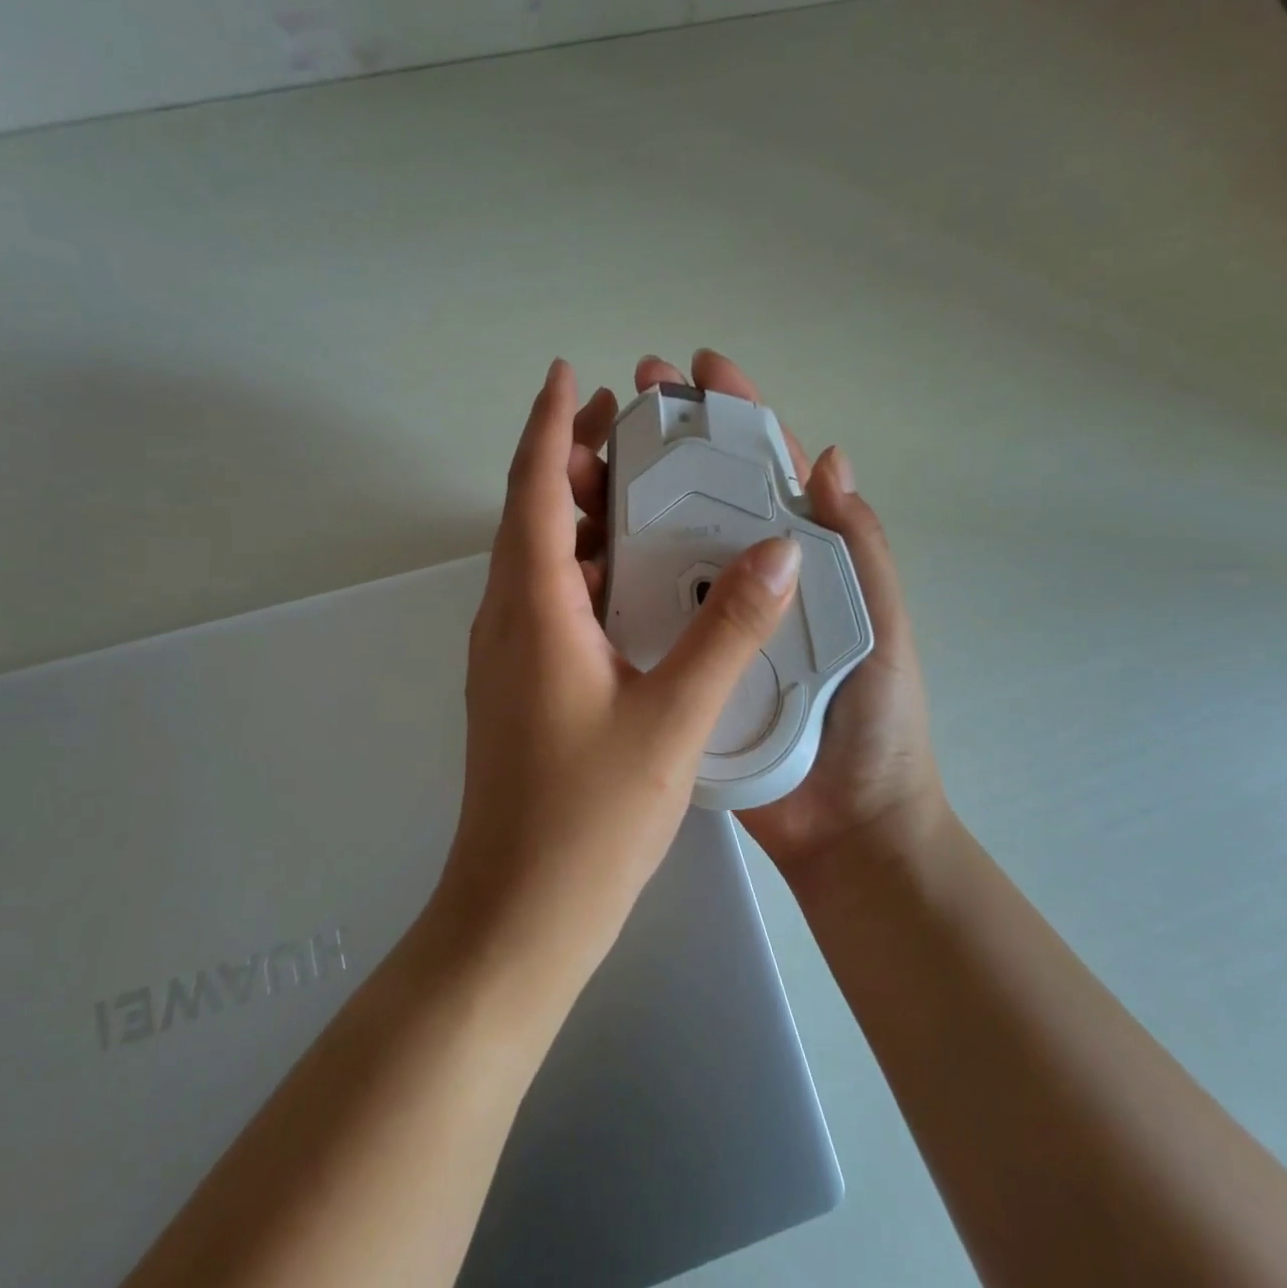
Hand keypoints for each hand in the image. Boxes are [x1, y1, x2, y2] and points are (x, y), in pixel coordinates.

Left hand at [439, 359, 802, 974]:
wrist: (520, 914)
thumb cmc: (590, 816)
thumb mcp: (674, 717)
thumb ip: (728, 630)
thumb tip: (777, 549)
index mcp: (535, 609)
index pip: (533, 488)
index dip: (550, 424)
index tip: (569, 373)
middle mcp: (509, 619)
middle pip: (531, 513)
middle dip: (570, 456)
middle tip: (626, 420)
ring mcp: (510, 656)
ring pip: (538, 558)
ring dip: (577, 512)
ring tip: (634, 484)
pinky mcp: (521, 687)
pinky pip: (548, 599)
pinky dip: (582, 565)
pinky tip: (631, 577)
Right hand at [581, 350, 946, 878]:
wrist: (843, 827)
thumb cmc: (873, 720)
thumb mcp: (879, 624)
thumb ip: (859, 549)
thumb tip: (829, 458)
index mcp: (794, 559)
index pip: (761, 471)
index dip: (733, 414)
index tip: (699, 369)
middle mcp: (740, 578)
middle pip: (695, 495)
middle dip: (662, 441)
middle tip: (622, 401)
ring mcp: (701, 620)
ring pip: (654, 544)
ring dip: (620, 498)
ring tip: (580, 462)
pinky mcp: (672, 665)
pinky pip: (634, 612)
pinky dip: (605, 576)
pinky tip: (573, 548)